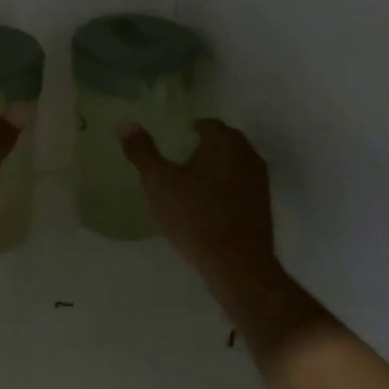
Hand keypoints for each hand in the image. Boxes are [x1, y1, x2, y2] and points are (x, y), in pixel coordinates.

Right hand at [121, 119, 278, 286]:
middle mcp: (247, 154)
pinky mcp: (263, 205)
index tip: (169, 145)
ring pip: (231, 165)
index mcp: (224, 141)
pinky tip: (206, 207)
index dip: (185, 131)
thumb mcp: (159, 182)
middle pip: (221, 142)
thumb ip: (142, 151)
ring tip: (188, 186)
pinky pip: (239, 186)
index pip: (205, 124)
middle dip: (200, 148)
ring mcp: (259, 180)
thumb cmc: (194, 216)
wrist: (237, 264)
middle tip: (175, 163)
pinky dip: (223, 189)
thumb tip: (126, 124)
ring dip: (213, 169)